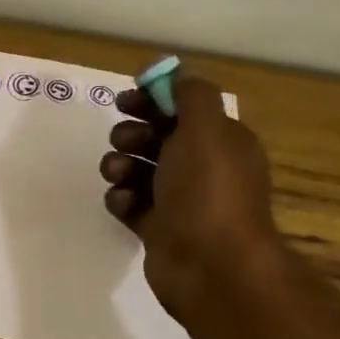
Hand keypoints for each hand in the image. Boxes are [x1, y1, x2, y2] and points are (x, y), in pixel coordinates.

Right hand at [100, 73, 283, 322]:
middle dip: (132, 134)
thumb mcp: (205, 129)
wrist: (210, 264)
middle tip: (125, 142)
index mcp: (221, 141)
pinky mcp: (157, 227)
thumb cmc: (208, 190)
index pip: (183, 109)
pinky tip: (123, 205)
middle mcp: (203, 168)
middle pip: (156, 137)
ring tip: (118, 176)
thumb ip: (191, 95)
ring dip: (120, 166)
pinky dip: (121, 200)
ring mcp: (179, 200)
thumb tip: (177, 74)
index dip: (153, 100)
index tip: (124, 101)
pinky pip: (129, 203)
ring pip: (138, 170)